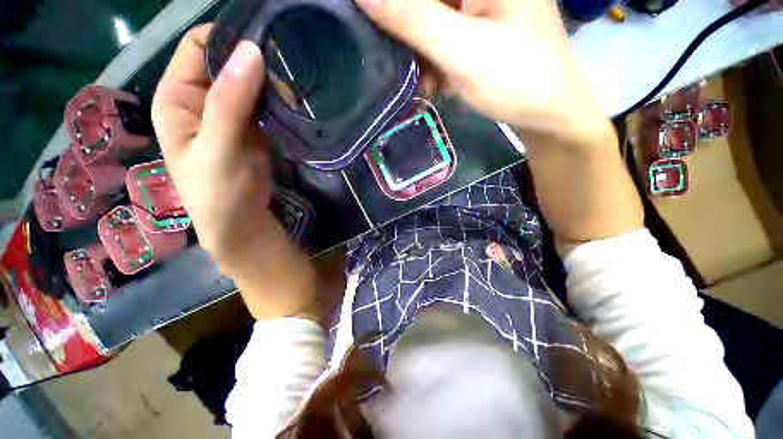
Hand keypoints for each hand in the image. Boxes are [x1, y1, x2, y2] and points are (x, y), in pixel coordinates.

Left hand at [152, 25, 318, 321]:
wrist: (244, 225)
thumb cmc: (220, 194)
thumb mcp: (218, 147)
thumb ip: (229, 101)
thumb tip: (250, 52)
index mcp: (178, 98)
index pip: (198, 46)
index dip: (227, 38)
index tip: (264, 39)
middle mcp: (201, 100)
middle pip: (227, 61)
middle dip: (255, 60)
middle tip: (288, 68)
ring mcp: (230, 115)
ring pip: (250, 82)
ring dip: (271, 82)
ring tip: (296, 87)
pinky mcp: (254, 130)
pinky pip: (264, 104)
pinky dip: (278, 100)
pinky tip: (294, 103)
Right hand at [358, 0, 641, 242]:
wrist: (548, 113)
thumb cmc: (516, 80)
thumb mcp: (462, 50)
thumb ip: (414, 20)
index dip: (396, 8)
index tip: (379, 29)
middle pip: (425, 2)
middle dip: (408, 30)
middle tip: (403, 61)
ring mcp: (478, 6)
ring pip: (429, 19)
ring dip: (419, 50)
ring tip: (427, 79)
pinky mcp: (477, 28)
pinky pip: (441, 35)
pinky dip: (432, 58)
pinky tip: (436, 81)